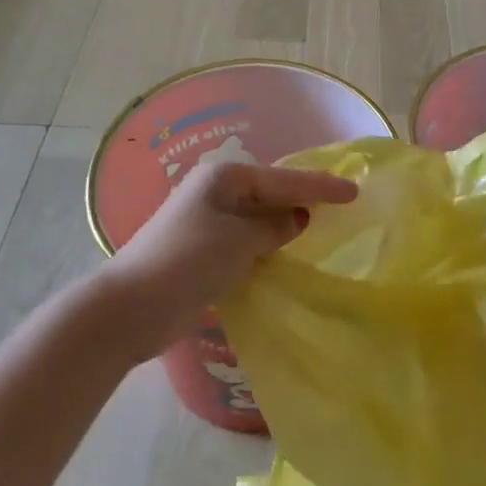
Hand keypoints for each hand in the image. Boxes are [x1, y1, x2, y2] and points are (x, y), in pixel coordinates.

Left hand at [102, 160, 356, 357]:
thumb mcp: (239, 241)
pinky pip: (246, 239)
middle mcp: (215, 192)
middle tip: (342, 203)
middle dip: (304, 198)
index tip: (355, 190)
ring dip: (285, 223)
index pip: (284, 179)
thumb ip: (275, 227)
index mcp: (224, 178)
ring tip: (322, 227)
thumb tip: (298, 219)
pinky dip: (267, 244)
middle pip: (270, 192)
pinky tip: (286, 252)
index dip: (321, 186)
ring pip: (258, 217)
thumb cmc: (188, 262)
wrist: (130, 307)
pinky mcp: (202, 250)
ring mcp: (206, 221)